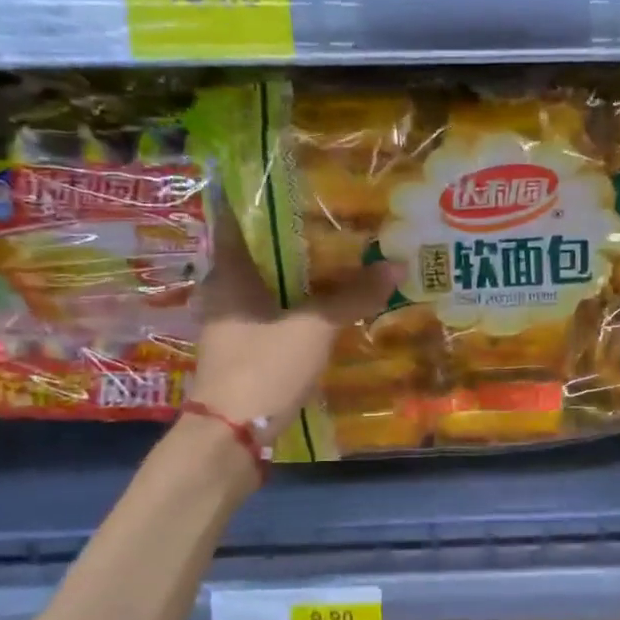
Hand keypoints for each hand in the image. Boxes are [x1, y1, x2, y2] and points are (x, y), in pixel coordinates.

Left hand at [187, 210, 399, 440]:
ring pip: (264, 286)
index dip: (258, 198)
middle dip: (289, 237)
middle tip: (329, 219)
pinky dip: (293, 305)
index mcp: (229, 274)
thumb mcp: (314, 328)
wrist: (230, 438)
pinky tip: (323, 306)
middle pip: (255, 252)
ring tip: (335, 258)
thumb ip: (352, 297)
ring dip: (294, 274)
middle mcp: (223, 292)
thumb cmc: (263, 367)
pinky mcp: (241, 351)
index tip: (291, 182)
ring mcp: (230, 324)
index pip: (234, 219)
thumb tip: (396, 265)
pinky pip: (270, 314)